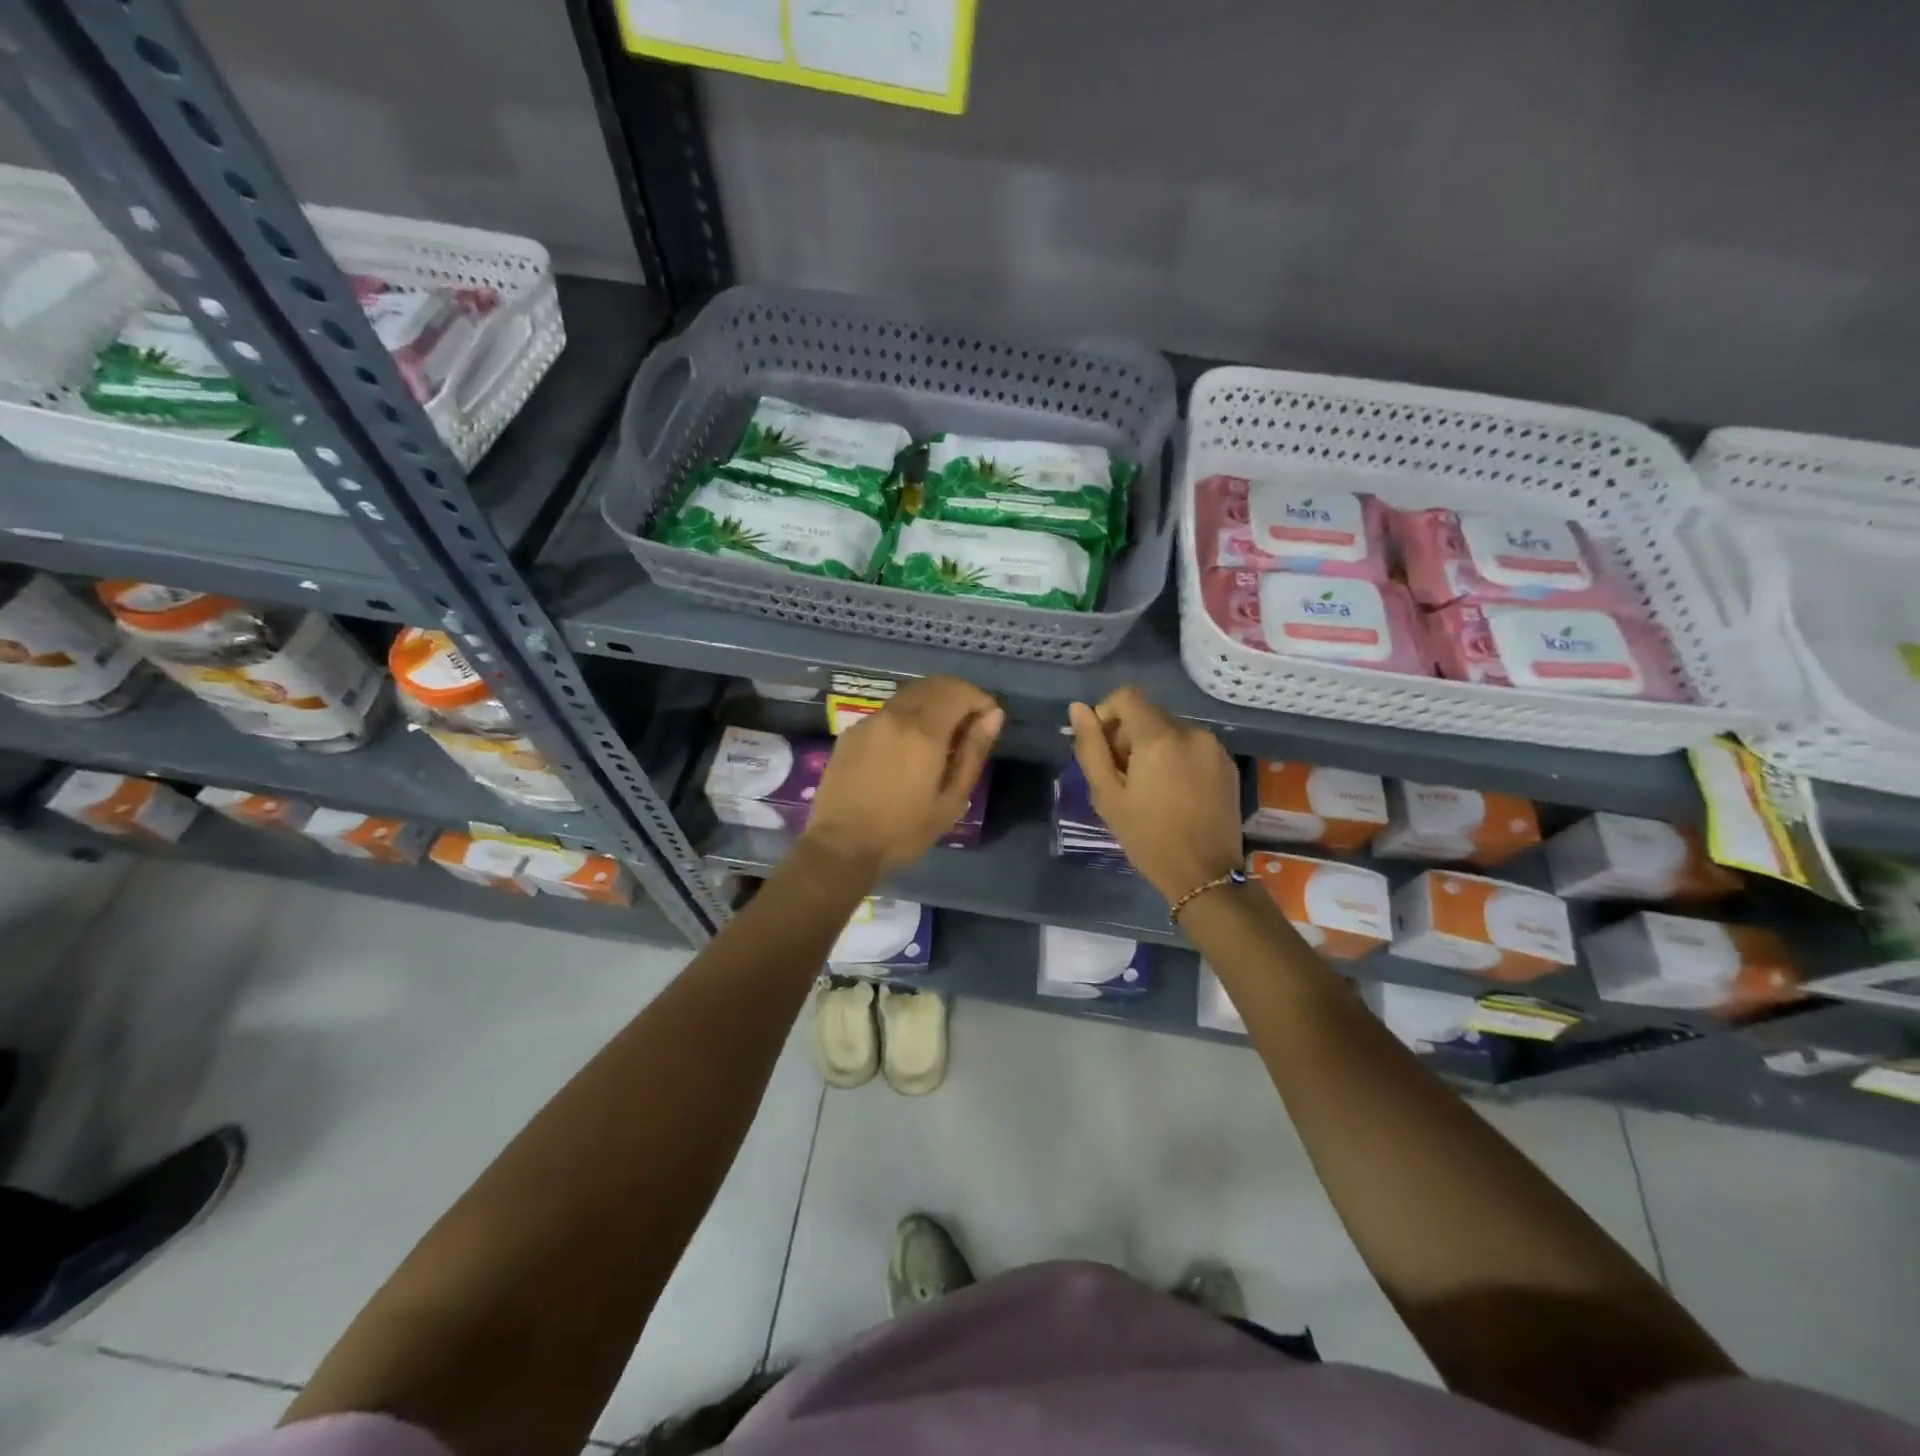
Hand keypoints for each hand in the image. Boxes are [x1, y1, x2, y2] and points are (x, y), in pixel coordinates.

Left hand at [803, 677, 1003, 875]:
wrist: (841, 846)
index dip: (980, 700)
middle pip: (934, 685)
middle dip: (958, 697)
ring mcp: (869, 721)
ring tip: (941, 740)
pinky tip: (907, 750)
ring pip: (909, 695)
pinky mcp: (851, 732)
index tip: (989, 722)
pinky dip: (907, 718)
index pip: (959, 691)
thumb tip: (992, 717)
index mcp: (923, 731)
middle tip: (969, 728)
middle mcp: (895, 715)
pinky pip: (888, 713)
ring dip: (932, 705)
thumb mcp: (951, 800)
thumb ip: (973, 753)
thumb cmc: (903, 831)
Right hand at [1068, 686, 1242, 903]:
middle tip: (1122, 777)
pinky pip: (1192, 746)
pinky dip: (1176, 758)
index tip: (1103, 749)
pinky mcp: (1227, 763)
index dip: (1107, 714)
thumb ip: (1090, 747)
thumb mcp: (1107, 795)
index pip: (1126, 696)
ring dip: (1153, 747)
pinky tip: (1174, 792)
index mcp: (1159, 738)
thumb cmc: (1147, 837)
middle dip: (1128, 735)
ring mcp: (1214, 747)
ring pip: (1170, 730)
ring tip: (1149, 788)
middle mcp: (1191, 732)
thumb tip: (1078, 709)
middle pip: (1149, 713)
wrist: (1203, 874)